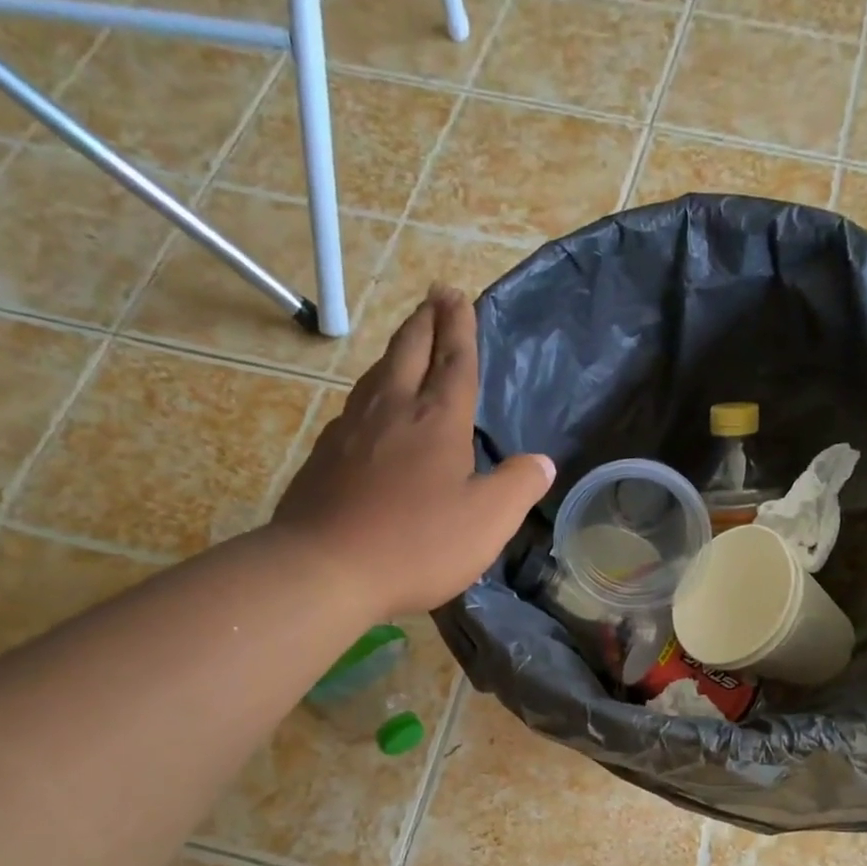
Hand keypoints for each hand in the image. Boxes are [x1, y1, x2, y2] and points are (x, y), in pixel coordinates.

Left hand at [273, 285, 553, 618]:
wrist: (325, 569)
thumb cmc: (417, 544)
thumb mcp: (487, 522)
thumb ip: (518, 487)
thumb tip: (541, 462)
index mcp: (437, 420)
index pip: (454, 361)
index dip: (460, 328)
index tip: (458, 296)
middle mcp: (392, 410)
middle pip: (409, 351)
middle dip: (426, 321)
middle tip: (435, 297)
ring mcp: (351, 430)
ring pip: (377, 373)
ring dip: (397, 349)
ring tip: (407, 342)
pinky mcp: (325, 454)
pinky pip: (355, 405)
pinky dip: (372, 389)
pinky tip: (371, 405)